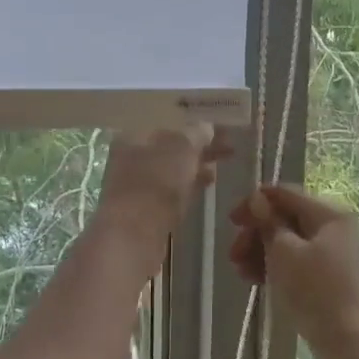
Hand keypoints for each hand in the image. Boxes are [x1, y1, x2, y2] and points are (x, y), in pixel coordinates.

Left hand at [94, 126, 231, 253]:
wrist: (134, 234)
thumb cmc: (156, 183)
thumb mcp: (182, 150)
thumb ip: (196, 135)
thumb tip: (206, 127)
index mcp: (134, 135)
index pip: (168, 124)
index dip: (195, 125)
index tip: (219, 130)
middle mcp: (129, 156)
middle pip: (170, 147)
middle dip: (198, 148)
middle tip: (228, 148)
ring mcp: (134, 184)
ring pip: (171, 169)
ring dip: (194, 168)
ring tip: (219, 168)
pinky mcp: (143, 208)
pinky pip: (169, 189)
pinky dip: (187, 185)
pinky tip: (204, 186)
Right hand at [228, 184, 358, 358]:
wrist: (351, 342)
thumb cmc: (315, 291)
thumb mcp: (283, 252)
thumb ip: (268, 222)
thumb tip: (258, 199)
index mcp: (330, 215)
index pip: (286, 194)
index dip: (255, 204)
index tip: (231, 221)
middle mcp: (339, 228)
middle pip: (288, 220)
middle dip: (257, 235)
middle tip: (233, 255)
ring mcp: (340, 254)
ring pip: (293, 243)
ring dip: (263, 253)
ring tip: (242, 273)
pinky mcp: (337, 278)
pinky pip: (303, 262)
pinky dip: (280, 267)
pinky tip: (258, 281)